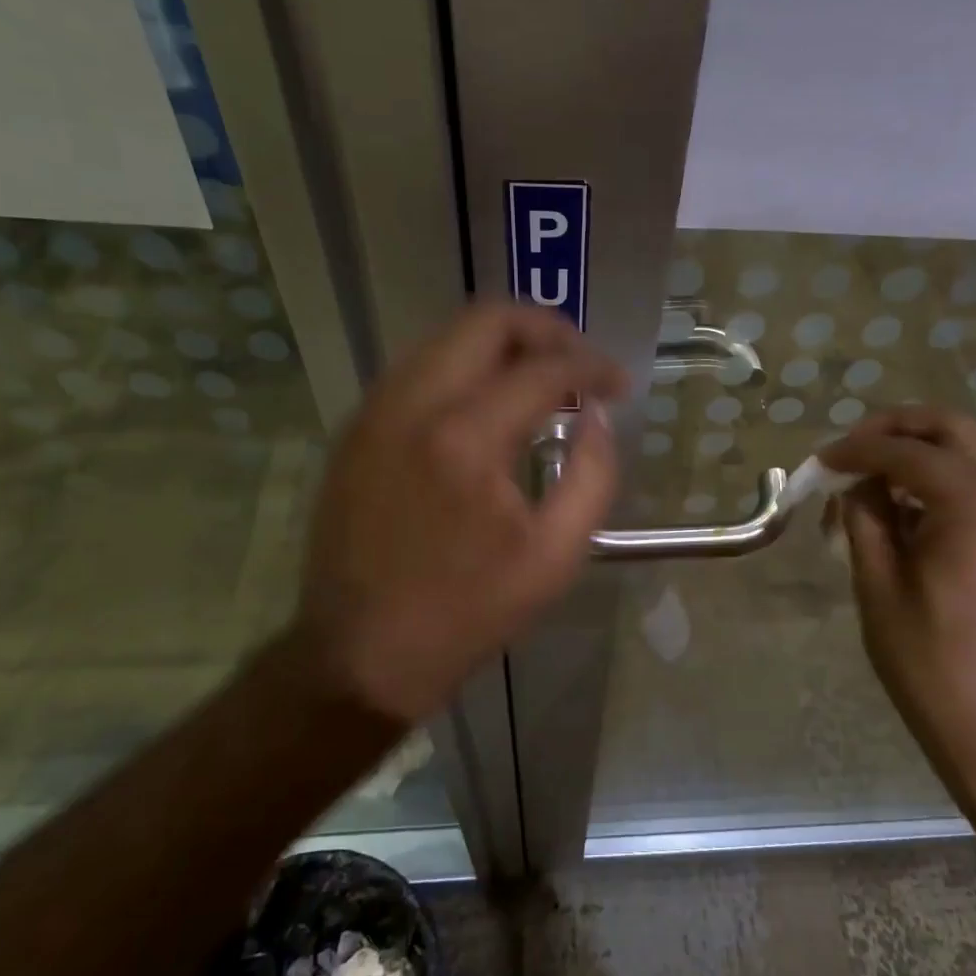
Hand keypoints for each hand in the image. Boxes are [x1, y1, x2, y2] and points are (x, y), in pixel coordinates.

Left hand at [287, 302, 627, 721]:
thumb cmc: (467, 613)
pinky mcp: (356, 430)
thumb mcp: (556, 557)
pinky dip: (463, 369)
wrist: (361, 656)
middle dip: (546, 329)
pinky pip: (418, 370)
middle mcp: (411, 405)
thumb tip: (597, 418)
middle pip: (485, 320)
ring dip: (502, 346)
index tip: (619, 385)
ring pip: (446, 337)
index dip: (592, 368)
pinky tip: (488, 407)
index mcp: (465, 440)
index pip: (543, 369)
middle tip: (580, 364)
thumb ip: (593, 476)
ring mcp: (373, 412)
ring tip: (541, 382)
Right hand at [821, 407, 975, 812]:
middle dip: (894, 431)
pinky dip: (947, 480)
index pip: (906, 450)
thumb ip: (865, 516)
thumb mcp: (879, 584)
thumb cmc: (932, 662)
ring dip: (921, 454)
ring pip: (974, 450)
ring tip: (872, 484)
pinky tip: (910, 509)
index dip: (856, 449)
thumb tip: (854, 482)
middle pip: (950, 429)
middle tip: (849, 453)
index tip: (820, 460)